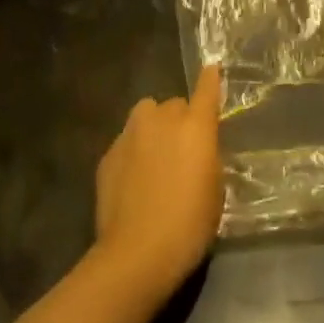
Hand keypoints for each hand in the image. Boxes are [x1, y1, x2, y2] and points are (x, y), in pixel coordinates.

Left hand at [93, 64, 222, 301]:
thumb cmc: (189, 226)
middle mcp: (161, 119)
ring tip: (155, 157)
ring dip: (153, 127)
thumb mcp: (215, 191)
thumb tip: (199, 148)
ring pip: (146, 115)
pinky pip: (127, 140)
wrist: (137, 253)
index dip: (210, 79)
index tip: (211, 69)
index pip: (206, 89)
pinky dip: (134, 150)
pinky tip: (134, 180)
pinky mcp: (108, 153)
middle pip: (173, 104)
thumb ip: (207, 157)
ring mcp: (130, 133)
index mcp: (195, 127)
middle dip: (180, 119)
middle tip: (183, 149)